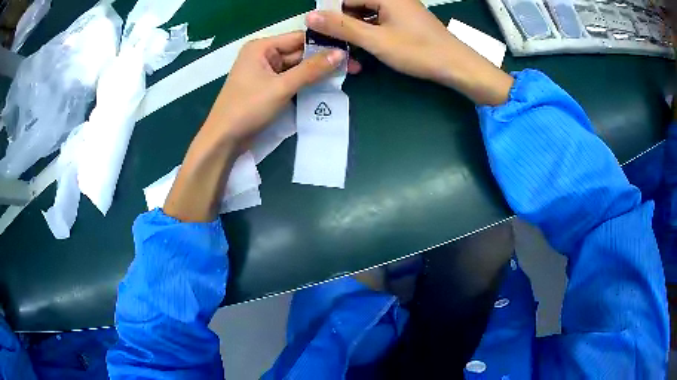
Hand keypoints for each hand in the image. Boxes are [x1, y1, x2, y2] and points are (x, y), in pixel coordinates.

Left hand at [164, 32, 348, 221]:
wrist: (224, 140)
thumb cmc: (248, 108)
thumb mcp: (282, 87)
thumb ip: (311, 69)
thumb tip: (340, 54)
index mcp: (262, 47)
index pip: (299, 38)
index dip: (324, 43)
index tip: (350, 49)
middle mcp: (263, 55)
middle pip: (299, 53)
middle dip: (323, 60)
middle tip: (353, 66)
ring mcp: (265, 72)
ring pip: (296, 68)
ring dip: (317, 72)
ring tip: (345, 75)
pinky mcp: (267, 88)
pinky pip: (290, 80)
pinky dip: (306, 83)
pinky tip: (325, 85)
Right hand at [306, 0, 513, 104]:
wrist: (457, 66)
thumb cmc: (417, 51)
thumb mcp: (375, 40)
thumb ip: (342, 27)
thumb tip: (311, 16)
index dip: (331, 15)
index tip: (321, 33)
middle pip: (357, 5)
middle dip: (344, 24)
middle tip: (334, 44)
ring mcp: (401, 9)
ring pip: (368, 15)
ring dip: (356, 31)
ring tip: (348, 49)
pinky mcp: (407, 21)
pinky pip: (381, 22)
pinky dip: (371, 33)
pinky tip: (366, 47)